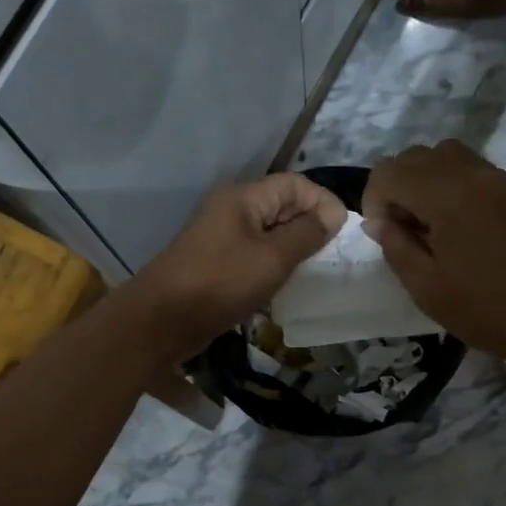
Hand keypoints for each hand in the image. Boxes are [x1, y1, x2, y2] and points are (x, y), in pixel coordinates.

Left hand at [126, 172, 346, 361]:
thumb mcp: (272, 258)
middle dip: (311, 227)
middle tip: (334, 256)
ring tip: (316, 273)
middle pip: (282, 207)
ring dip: (294, 251)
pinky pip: (255, 259)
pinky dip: (274, 269)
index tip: (343, 233)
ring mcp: (223, 240)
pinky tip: (287, 289)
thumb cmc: (220, 282)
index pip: (294, 184)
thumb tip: (333, 214)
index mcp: (244, 198)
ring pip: (270, 236)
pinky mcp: (218, 267)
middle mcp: (233, 212)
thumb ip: (306, 234)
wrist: (162, 321)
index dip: (322, 201)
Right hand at [363, 141, 505, 360]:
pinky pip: (473, 171)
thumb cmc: (483, 309)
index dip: (374, 199)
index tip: (381, 233)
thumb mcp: (425, 286)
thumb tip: (381, 221)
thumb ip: (395, 245)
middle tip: (402, 230)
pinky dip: (453, 186)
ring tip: (429, 225)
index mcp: (447, 194)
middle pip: (417, 156)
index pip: (391, 170)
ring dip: (425, 181)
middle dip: (398, 186)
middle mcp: (474, 173)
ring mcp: (500, 179)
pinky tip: (458, 227)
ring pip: (447, 156)